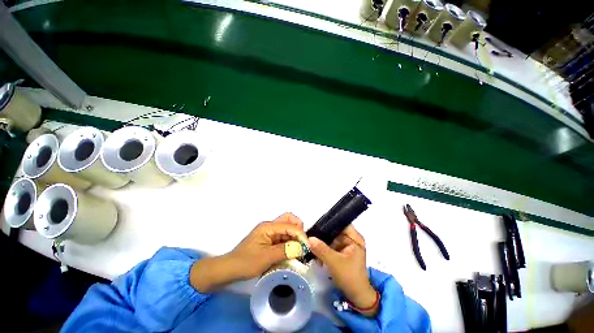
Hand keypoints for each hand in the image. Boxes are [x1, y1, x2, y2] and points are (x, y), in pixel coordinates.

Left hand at [190, 213, 306, 291]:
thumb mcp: (266, 258)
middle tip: (303, 242)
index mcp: (268, 227)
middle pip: (288, 219)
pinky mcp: (269, 239)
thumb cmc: (246, 262)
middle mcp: (270, 226)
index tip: (307, 246)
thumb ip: (285, 251)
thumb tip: (301, 248)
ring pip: (286, 227)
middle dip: (298, 228)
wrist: (230, 269)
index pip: (289, 225)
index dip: (300, 234)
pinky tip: (292, 250)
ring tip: (299, 247)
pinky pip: (283, 236)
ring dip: (294, 235)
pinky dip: (289, 241)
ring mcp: (269, 232)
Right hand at [308, 225, 378, 316]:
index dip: (330, 221)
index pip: (341, 222)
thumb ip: (321, 249)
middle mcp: (351, 239)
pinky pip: (330, 246)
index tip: (317, 224)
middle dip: (323, 234)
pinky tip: (316, 255)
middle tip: (310, 237)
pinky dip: (323, 250)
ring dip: (321, 244)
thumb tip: (308, 238)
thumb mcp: (334, 262)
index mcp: (354, 238)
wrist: (356, 296)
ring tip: (311, 248)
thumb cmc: (350, 277)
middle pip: (334, 231)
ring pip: (331, 239)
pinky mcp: (341, 252)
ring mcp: (346, 245)